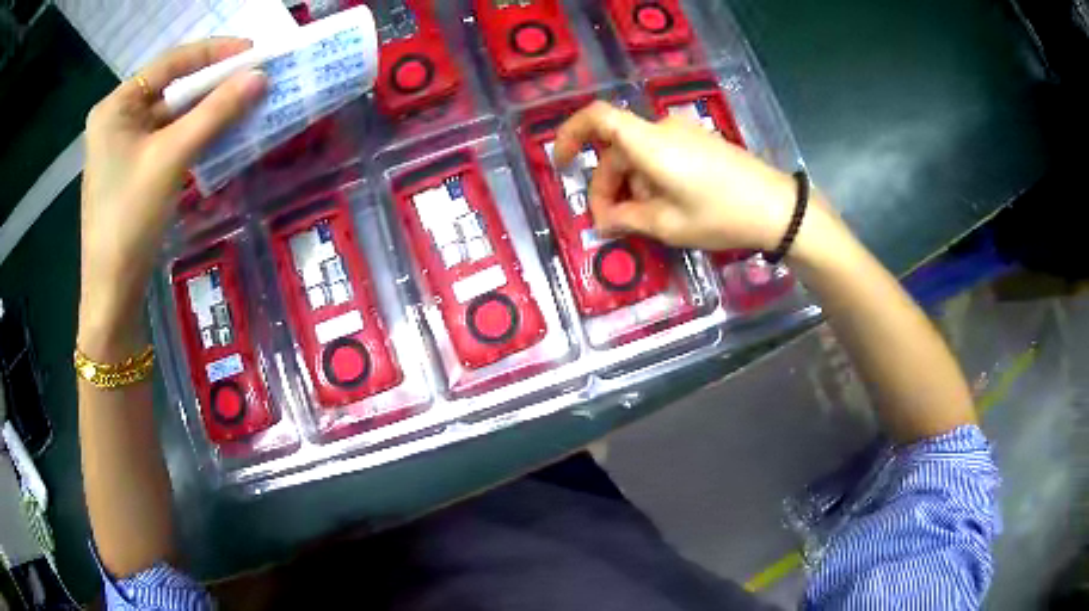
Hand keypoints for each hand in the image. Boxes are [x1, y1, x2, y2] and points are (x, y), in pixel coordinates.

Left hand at [79, 39, 265, 354]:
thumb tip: (260, 77)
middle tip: (251, 78)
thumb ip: (215, 112)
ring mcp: (122, 146)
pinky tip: (217, 133)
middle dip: (211, 84)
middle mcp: (116, 119)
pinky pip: (166, 139)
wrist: (112, 292)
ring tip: (242, 102)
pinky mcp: (131, 170)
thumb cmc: (130, 220)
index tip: (252, 50)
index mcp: (115, 106)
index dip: (213, 53)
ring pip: (170, 115)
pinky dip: (192, 134)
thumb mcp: (172, 158)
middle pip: (170, 88)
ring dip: (205, 110)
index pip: (170, 63)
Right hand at [552, 101, 834, 254]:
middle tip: (611, 223)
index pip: (597, 118)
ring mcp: (684, 133)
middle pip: (617, 148)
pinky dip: (651, 178)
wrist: (778, 208)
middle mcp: (662, 129)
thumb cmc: (720, 215)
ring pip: (639, 154)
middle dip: (607, 185)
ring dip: (631, 186)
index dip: (570, 135)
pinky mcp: (700, 142)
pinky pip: (661, 154)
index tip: (563, 165)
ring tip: (643, 221)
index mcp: (649, 143)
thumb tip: (602, 220)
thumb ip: (627, 219)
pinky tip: (665, 206)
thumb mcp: (668, 224)